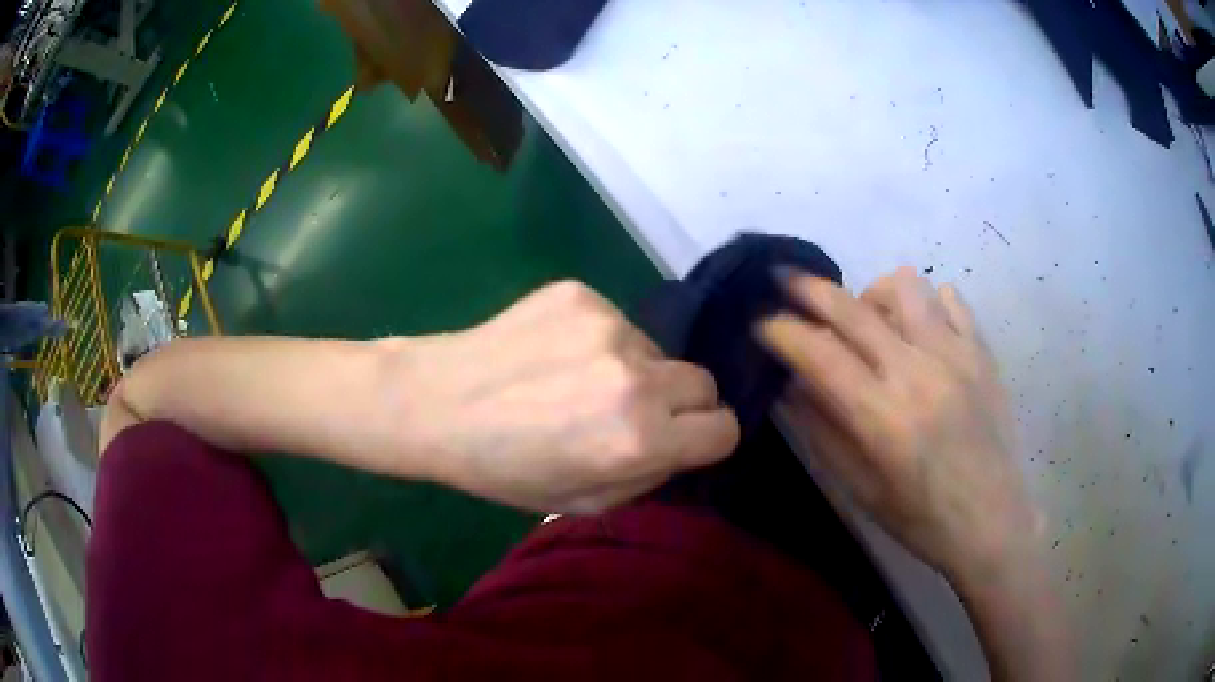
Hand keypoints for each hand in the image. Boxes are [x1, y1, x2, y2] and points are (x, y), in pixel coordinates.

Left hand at [392, 281, 739, 513]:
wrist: (436, 402)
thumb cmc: (502, 468)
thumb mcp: (583, 500)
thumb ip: (649, 476)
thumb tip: (681, 444)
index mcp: (640, 438)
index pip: (724, 429)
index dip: (706, 438)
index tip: (683, 439)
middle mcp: (637, 376)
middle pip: (703, 382)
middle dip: (680, 403)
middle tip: (632, 413)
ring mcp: (609, 325)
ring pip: (657, 351)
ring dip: (635, 369)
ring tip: (576, 382)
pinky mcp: (582, 294)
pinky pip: (617, 323)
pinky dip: (599, 341)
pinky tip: (554, 354)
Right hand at [758, 267, 1039, 580]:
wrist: (994, 521)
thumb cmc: (922, 520)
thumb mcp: (862, 490)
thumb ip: (823, 432)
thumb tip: (790, 385)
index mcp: (883, 419)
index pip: (819, 355)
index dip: (781, 331)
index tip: (760, 321)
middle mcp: (918, 374)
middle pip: (853, 309)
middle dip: (808, 289)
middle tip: (784, 279)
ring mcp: (956, 356)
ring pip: (904, 285)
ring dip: (873, 294)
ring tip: (870, 319)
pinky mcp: (982, 352)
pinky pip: (949, 298)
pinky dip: (924, 303)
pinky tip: (919, 330)